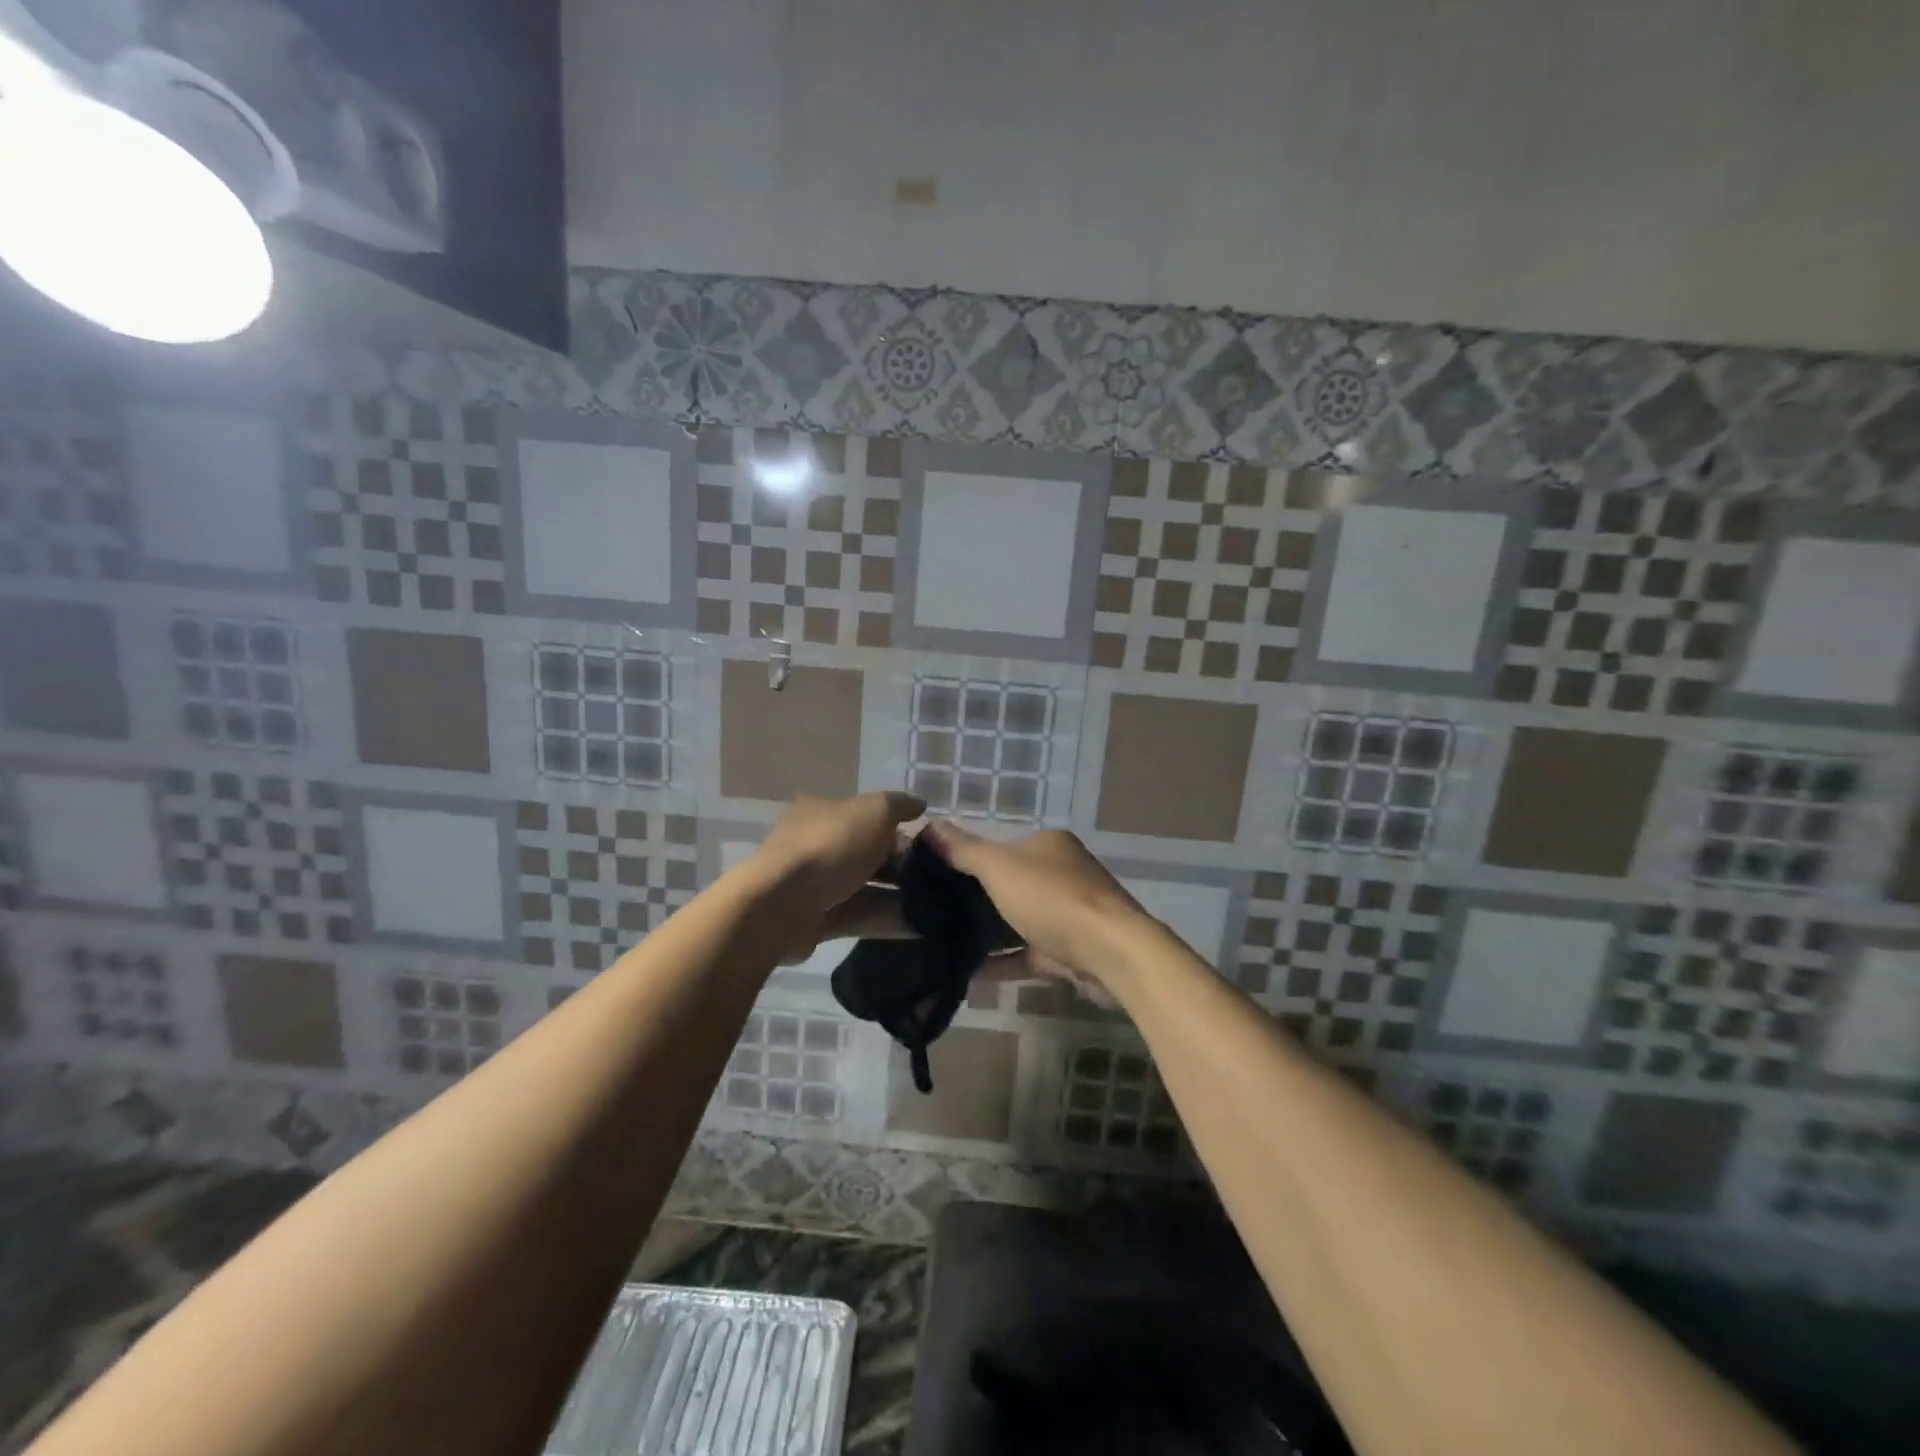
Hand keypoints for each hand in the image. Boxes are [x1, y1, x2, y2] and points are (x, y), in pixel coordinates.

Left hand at [748, 791, 923, 923]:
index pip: (868, 816)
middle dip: (903, 865)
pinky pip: (861, 917)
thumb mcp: (873, 811)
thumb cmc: (830, 845)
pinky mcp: (818, 920)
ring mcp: (816, 885)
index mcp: (824, 811)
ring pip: (867, 888)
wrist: (781, 904)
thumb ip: (899, 806)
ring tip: (937, 906)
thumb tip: (920, 805)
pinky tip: (921, 927)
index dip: (900, 827)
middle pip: (869, 853)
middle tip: (938, 878)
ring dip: (900, 896)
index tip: (930, 844)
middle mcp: (818, 845)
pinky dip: (888, 921)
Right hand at [921, 822, 1152, 989]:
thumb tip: (927, 825)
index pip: (1000, 847)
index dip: (967, 860)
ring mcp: (1067, 914)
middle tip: (931, 914)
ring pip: (1017, 920)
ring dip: (986, 932)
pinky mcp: (1068, 951)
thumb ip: (963, 850)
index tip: (932, 878)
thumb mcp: (999, 867)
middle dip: (974, 899)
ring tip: (941, 942)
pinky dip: (1001, 960)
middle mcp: (1061, 874)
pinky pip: (1026, 953)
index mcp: (1048, 845)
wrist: (1110, 954)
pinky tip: (967, 971)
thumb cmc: (1053, 899)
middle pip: (1008, 884)